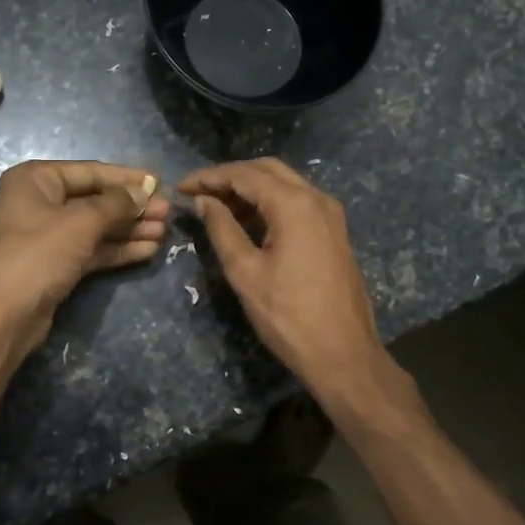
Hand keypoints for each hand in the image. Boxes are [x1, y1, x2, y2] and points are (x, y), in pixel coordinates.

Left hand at [0, 160, 167, 355]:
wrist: (0, 318)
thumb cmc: (37, 257)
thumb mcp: (80, 223)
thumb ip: (116, 203)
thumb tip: (144, 190)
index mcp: (35, 179)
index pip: (91, 171)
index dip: (128, 178)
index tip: (161, 182)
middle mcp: (38, 202)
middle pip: (95, 199)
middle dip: (132, 207)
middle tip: (169, 213)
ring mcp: (45, 235)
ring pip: (95, 226)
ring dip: (129, 229)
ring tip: (165, 232)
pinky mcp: (53, 264)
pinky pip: (90, 249)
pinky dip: (117, 249)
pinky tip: (148, 250)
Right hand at [178, 158, 393, 405]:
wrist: (343, 354)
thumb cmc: (288, 316)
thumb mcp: (245, 272)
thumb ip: (222, 229)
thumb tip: (204, 201)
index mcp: (294, 204)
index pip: (244, 174)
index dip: (209, 177)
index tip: (181, 187)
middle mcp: (317, 198)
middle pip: (267, 170)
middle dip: (230, 177)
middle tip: (198, 194)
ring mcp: (330, 215)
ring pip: (285, 184)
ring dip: (250, 189)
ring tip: (216, 208)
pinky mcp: (334, 232)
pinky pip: (298, 203)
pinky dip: (270, 203)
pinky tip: (248, 222)